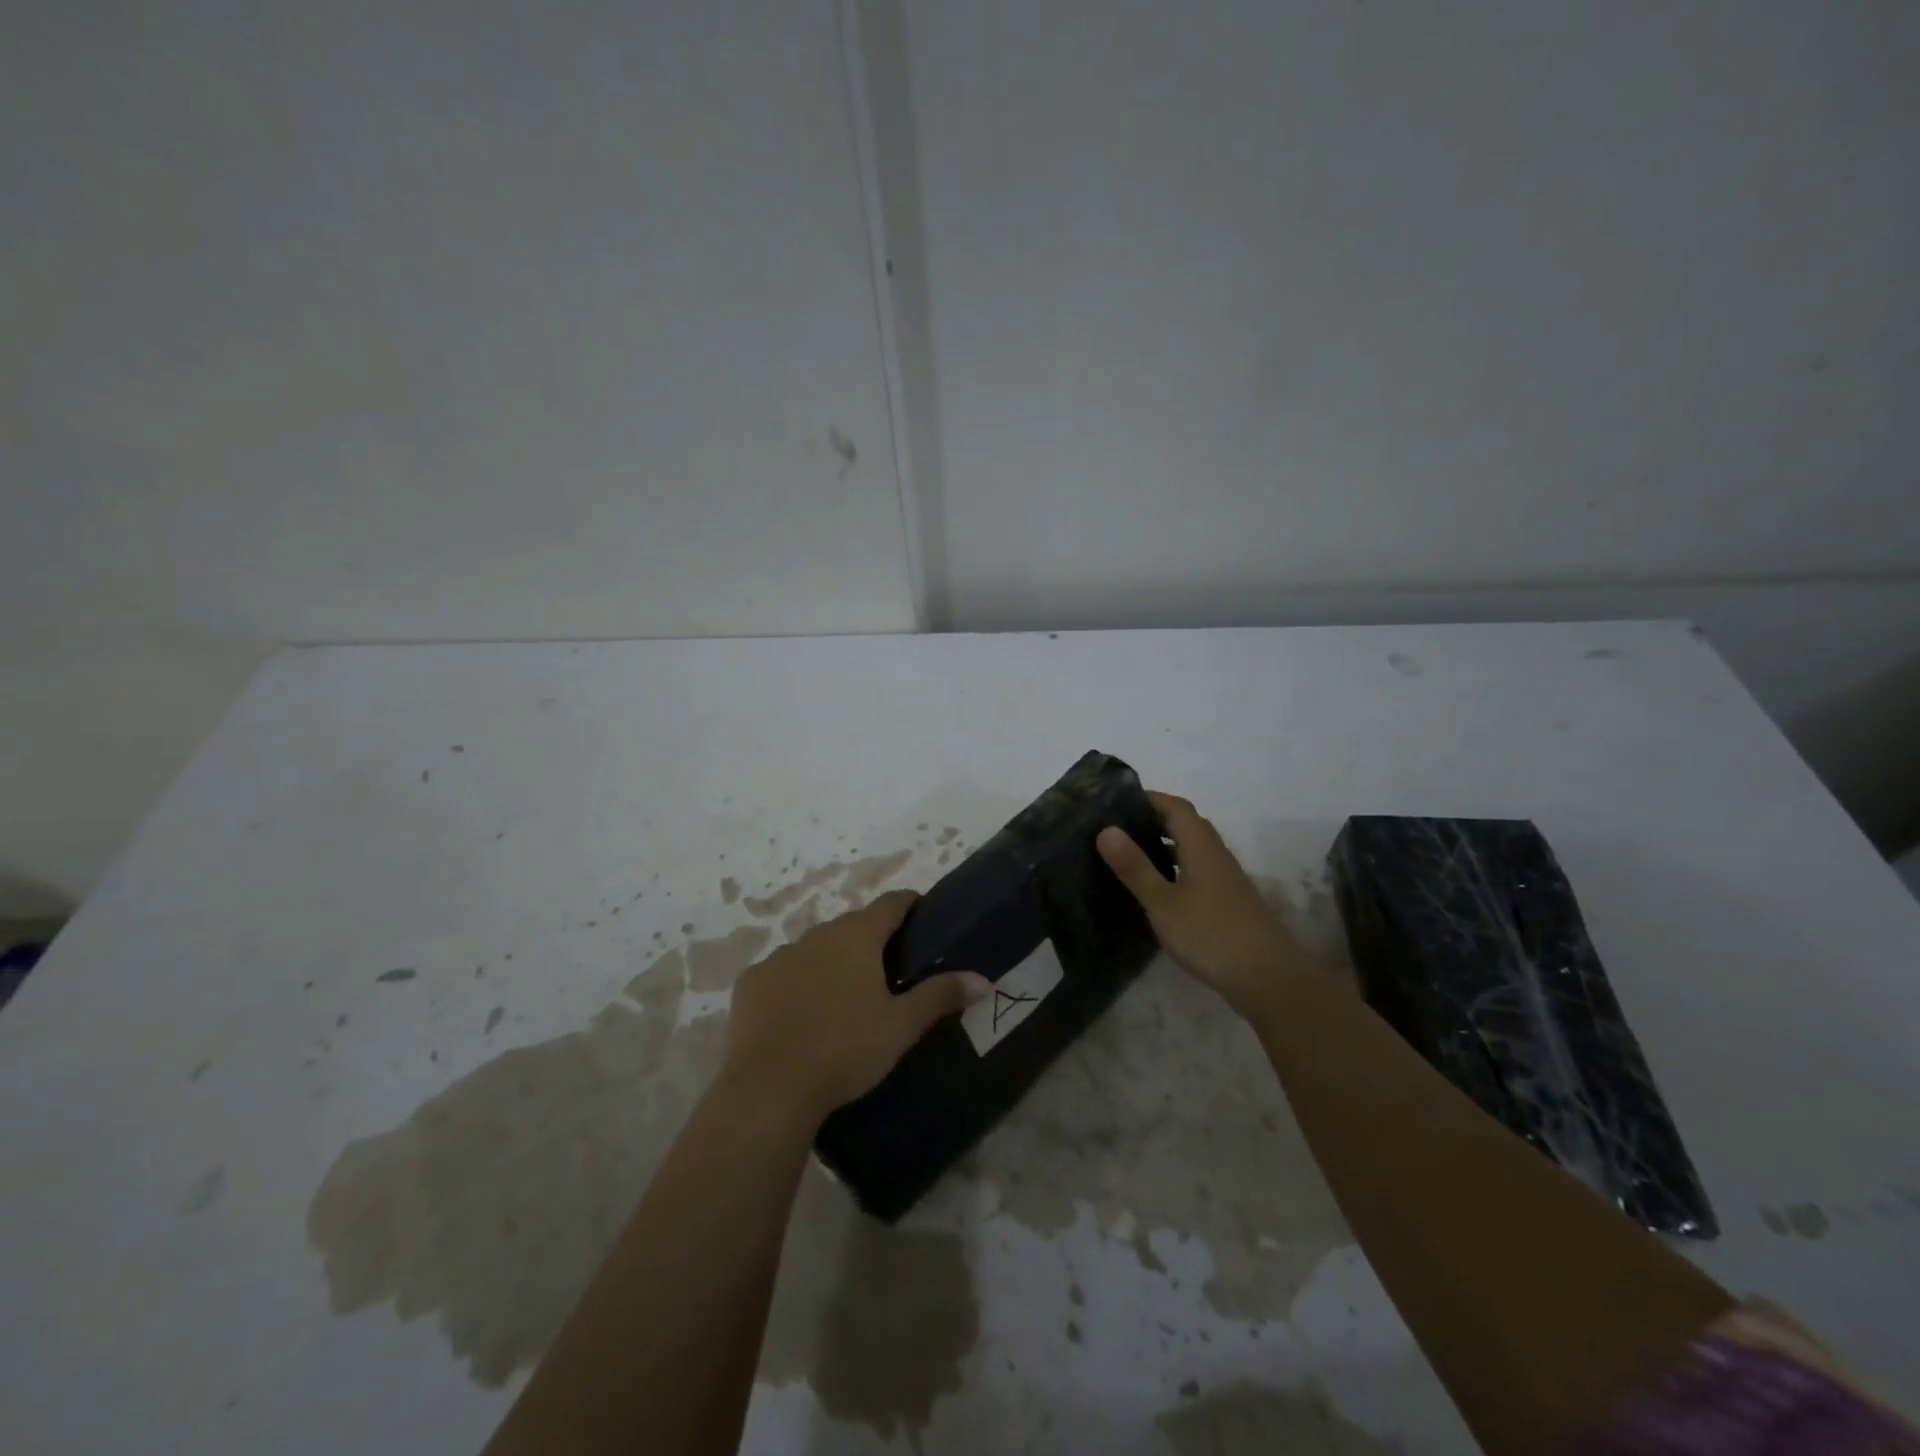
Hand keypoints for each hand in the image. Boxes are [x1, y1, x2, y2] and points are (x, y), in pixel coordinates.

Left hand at [721, 890, 989, 1126]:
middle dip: (871, 940)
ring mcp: (780, 956)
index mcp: (857, 937)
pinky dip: (795, 984)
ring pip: (815, 949)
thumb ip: (941, 996)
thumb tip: (983, 980)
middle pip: (852, 926)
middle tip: (888, 969)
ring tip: (843, 996)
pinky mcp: (751, 982)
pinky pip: (782, 973)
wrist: (769, 1087)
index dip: (909, 904)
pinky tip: (799, 1015)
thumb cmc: (845, 1048)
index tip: (922, 913)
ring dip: (831, 962)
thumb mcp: (901, 1026)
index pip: (891, 903)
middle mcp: (817, 934)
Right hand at [1098, 791, 1308, 1017]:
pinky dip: (1175, 868)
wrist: (1268, 978)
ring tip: (1129, 855)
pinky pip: (1197, 870)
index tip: (1115, 802)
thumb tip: (1106, 829)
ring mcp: (1226, 878)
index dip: (1148, 798)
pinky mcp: (1228, 900)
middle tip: (1116, 828)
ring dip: (1164, 845)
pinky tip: (1157, 889)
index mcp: (1201, 846)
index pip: (1175, 806)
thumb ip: (1135, 867)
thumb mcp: (1163, 903)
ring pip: (1192, 848)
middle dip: (1153, 819)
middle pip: (1185, 824)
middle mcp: (1216, 854)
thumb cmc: (1210, 935)